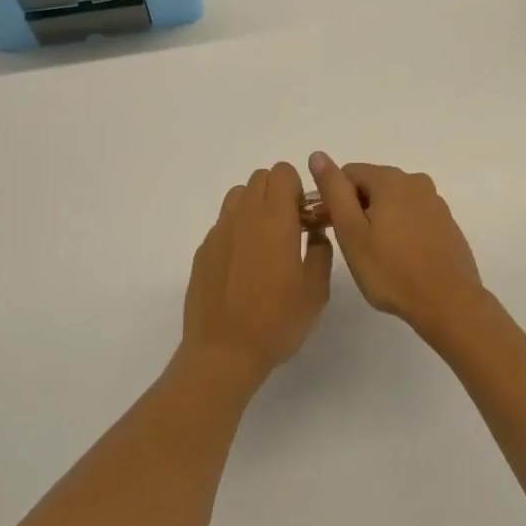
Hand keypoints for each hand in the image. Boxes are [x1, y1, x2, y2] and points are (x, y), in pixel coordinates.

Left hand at [183, 163, 331, 383]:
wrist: (223, 352)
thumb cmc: (276, 322)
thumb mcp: (316, 291)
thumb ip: (321, 253)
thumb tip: (316, 234)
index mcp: (275, 219)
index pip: (283, 173)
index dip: (298, 189)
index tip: (305, 218)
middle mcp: (244, 216)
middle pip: (260, 178)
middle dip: (278, 193)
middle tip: (289, 229)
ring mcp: (219, 231)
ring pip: (239, 195)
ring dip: (255, 206)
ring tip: (265, 243)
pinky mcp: (203, 250)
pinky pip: (224, 223)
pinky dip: (237, 229)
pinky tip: (243, 266)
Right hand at [308, 154, 489, 338]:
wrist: (449, 303)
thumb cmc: (391, 270)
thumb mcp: (351, 231)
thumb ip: (333, 190)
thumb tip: (318, 155)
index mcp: (390, 180)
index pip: (348, 173)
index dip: (334, 199)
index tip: (333, 229)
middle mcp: (415, 181)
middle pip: (372, 184)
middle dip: (358, 208)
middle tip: (354, 246)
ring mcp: (435, 202)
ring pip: (394, 201)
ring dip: (380, 219)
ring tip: (377, 255)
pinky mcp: (446, 222)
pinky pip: (413, 215)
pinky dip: (401, 229)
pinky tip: (401, 258)